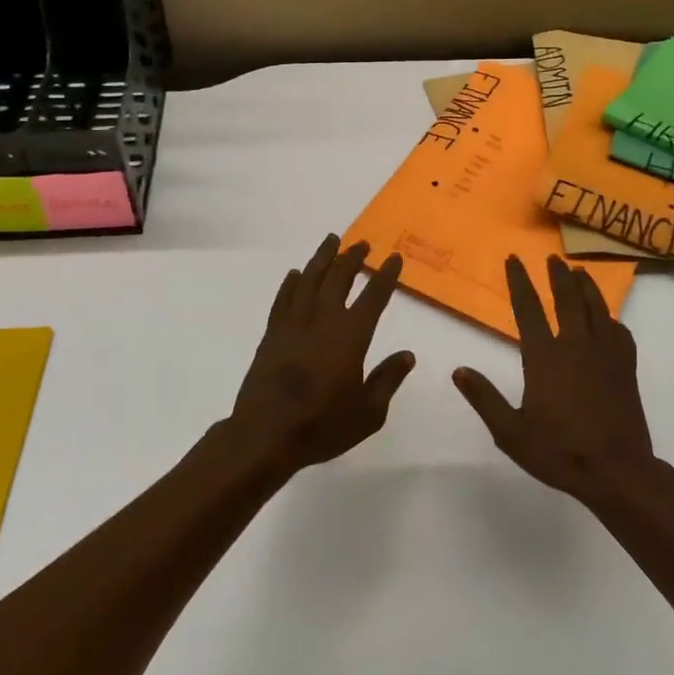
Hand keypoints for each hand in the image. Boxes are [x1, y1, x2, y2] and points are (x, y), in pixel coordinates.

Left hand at [228, 235, 414, 474]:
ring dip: (322, 258)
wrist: (266, 434)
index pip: (374, 296)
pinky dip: (291, 283)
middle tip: (362, 243)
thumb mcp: (368, 412)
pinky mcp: (272, 333)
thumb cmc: (322, 425)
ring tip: (331, 240)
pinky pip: (283, 298)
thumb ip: (388, 380)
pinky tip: (295, 274)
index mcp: (351, 335)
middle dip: (353, 257)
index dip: (386, 275)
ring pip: (309, 279)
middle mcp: (323, 319)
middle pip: (339, 277)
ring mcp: (294, 323)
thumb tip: (407, 355)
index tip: (394, 258)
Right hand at [453, 255, 654, 502]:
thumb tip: (458, 371)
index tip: (513, 260)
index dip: (519, 281)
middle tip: (552, 258)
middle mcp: (575, 346)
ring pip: (596, 308)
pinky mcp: (626, 367)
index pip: (528, 309)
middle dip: (557, 275)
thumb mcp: (511, 432)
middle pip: (567, 299)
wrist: (617, 471)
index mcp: (544, 357)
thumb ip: (484, 398)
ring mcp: (605, 354)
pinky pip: (619, 331)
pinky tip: (608, 318)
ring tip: (579, 271)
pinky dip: (611, 318)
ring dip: (586, 286)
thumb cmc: (559, 451)